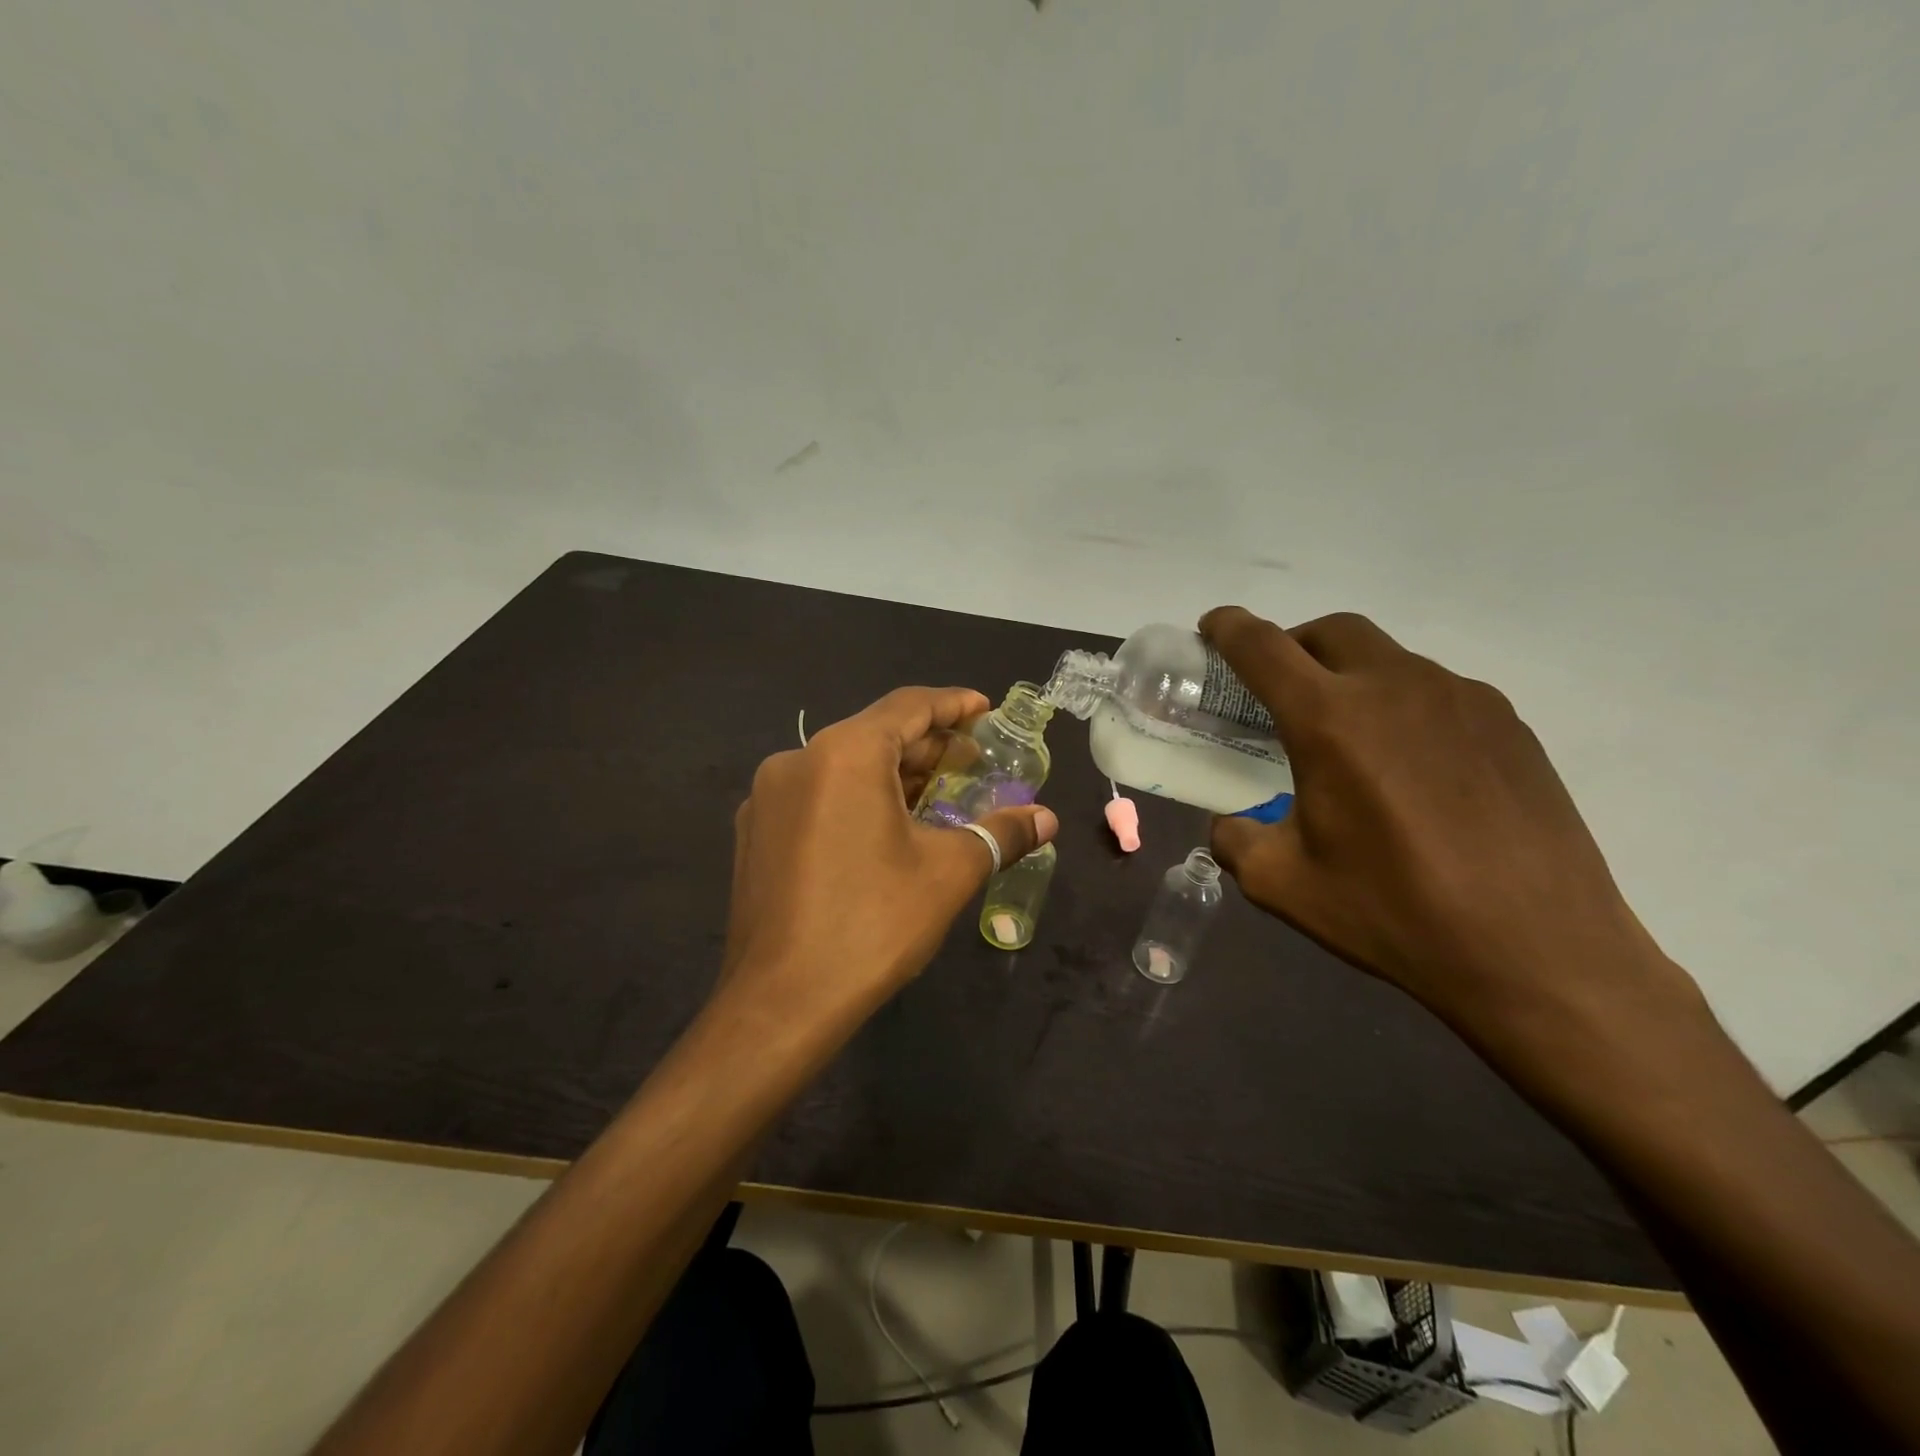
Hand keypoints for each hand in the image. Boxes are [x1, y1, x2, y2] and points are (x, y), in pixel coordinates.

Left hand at [719, 686, 1057, 1030]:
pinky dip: (857, 798)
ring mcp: (768, 798)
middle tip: (973, 760)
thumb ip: (1001, 834)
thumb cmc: (872, 924)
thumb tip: (1046, 817)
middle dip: (928, 745)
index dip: (953, 705)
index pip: (908, 706)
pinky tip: (885, 827)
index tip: (986, 708)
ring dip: (894, 774)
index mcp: (845, 754)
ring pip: (844, 766)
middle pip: (875, 734)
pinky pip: (817, 796)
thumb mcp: (949, 873)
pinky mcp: (755, 833)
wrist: (779, 1003)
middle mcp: (798, 760)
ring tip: (938, 793)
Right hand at [1200, 607, 1706, 1064]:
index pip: (1263, 647)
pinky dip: (1402, 707)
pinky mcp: (1509, 726)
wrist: (1540, 953)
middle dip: (1293, 644)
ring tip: (1349, 740)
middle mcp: (1397, 688)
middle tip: (1277, 688)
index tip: (1213, 626)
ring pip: (1389, 659)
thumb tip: (1232, 824)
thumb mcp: (1281, 884)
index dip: (1228, 628)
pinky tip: (1410, 768)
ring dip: (1351, 678)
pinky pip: (1437, 693)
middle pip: (1332, 631)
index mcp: (1331, 720)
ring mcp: (1463, 700)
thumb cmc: (1395, 913)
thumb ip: (1235, 839)